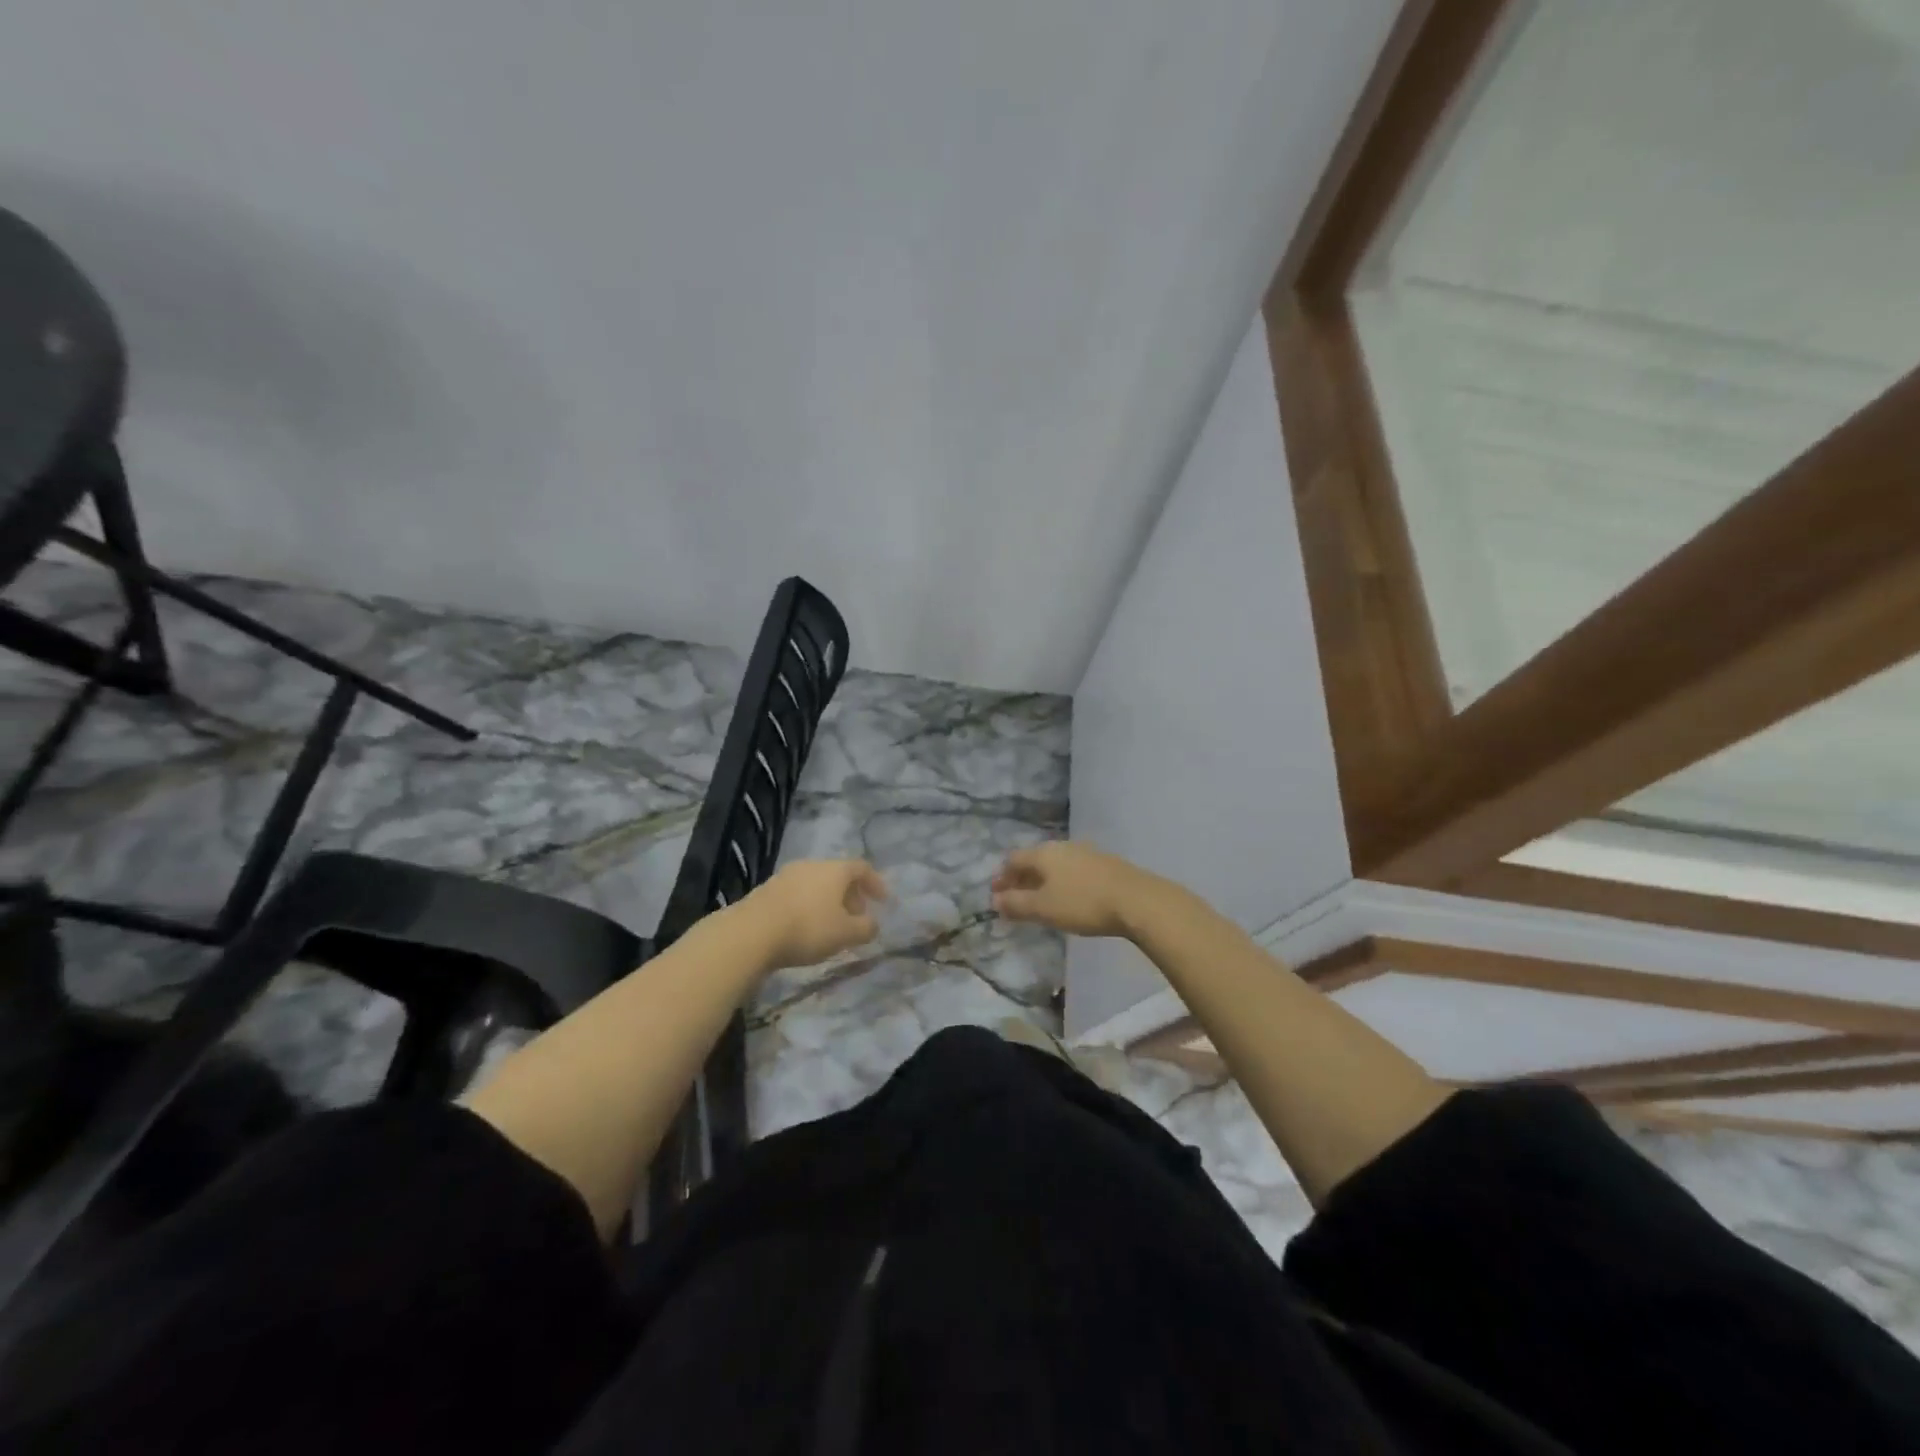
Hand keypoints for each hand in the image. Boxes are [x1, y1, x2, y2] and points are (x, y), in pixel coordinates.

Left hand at [744, 859, 887, 969]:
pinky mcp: (767, 890)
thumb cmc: (807, 928)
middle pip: (838, 875)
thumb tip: (873, 924)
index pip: (862, 868)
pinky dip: (808, 906)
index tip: (883, 902)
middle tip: (857, 917)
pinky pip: (797, 894)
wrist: (751, 933)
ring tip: (831, 926)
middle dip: (851, 895)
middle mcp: (812, 865)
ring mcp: (786, 875)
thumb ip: (865, 928)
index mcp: (835, 869)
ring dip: (828, 902)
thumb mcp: (845, 934)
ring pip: (816, 884)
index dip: (876, 883)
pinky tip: (805, 928)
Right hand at [991, 841, 1155, 938]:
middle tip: (1014, 899)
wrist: (1137, 900)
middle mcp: (1062, 846)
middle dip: (1021, 879)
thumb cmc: (1082, 903)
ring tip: (1040, 901)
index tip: (995, 894)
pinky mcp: (1104, 864)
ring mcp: (1086, 853)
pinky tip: (1067, 897)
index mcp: (1043, 853)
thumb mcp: (1044, 908)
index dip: (1001, 877)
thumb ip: (1016, 904)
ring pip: (1055, 865)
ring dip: (1042, 881)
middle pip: (1034, 860)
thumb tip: (995, 900)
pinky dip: (1061, 882)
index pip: (1013, 859)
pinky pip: (1072, 871)